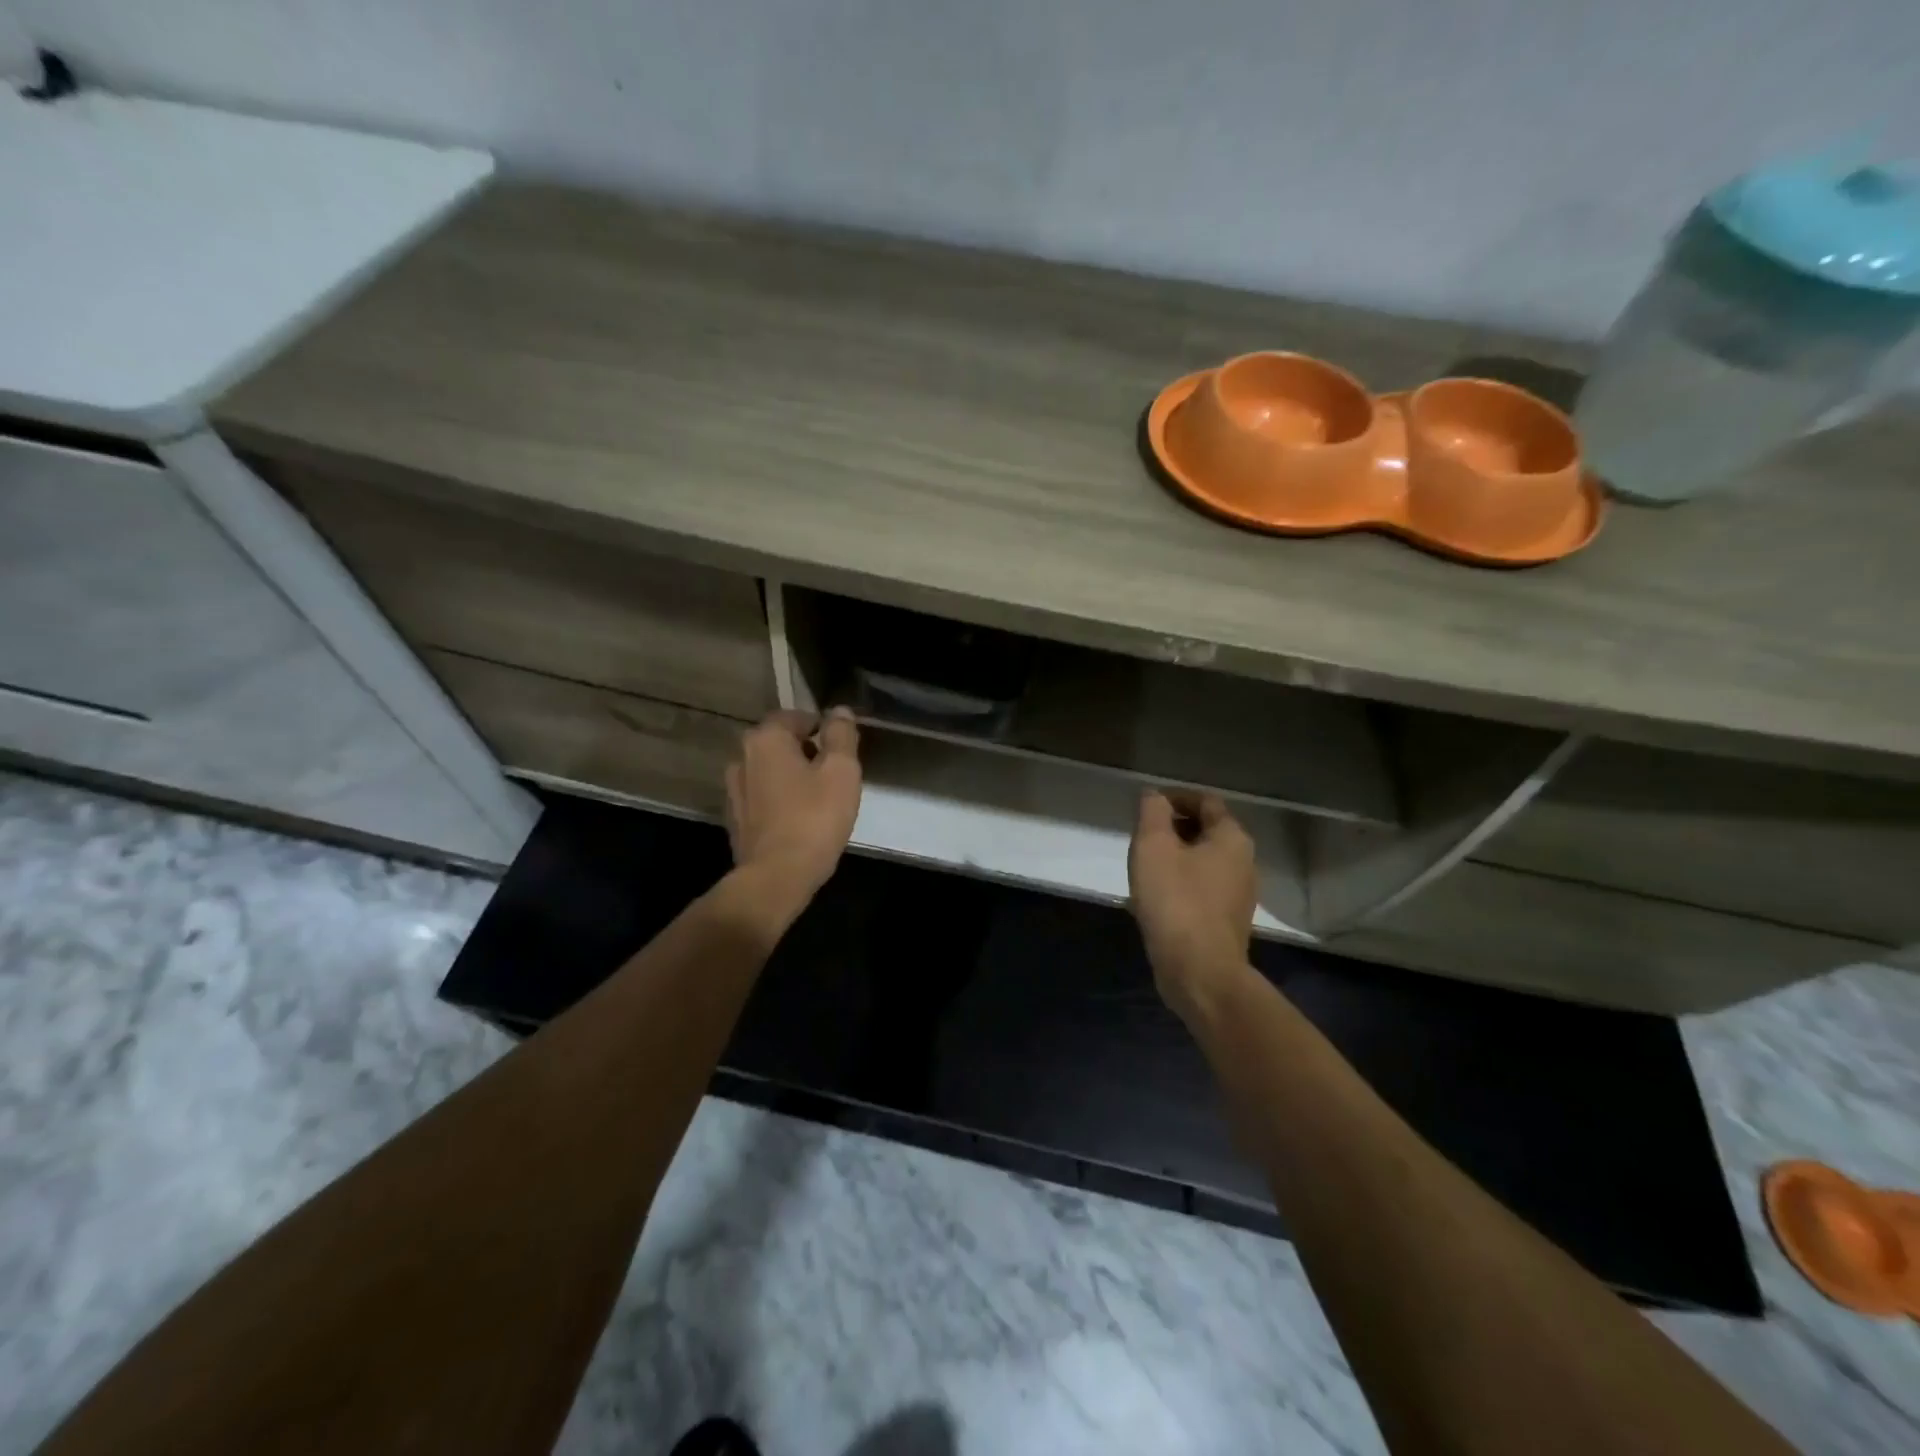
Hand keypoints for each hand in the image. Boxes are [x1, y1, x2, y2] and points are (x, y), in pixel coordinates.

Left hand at [725, 708, 862, 903]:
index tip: (842, 749)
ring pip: (770, 771)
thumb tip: (840, 712)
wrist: (776, 877)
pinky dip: (780, 799)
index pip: (796, 716)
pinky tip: (799, 818)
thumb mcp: (841, 771)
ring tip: (818, 797)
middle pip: (780, 743)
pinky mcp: (736, 818)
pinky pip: (763, 797)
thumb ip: (841, 735)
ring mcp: (734, 790)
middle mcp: (742, 757)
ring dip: (792, 776)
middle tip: (834, 773)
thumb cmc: (813, 818)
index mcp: (766, 739)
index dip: (822, 728)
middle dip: (806, 752)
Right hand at [1127, 790, 1256, 1014]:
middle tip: (1141, 837)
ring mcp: (1239, 894)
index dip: (1175, 797)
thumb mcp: (1154, 847)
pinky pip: (1203, 888)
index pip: (1206, 801)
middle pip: (1207, 830)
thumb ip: (1153, 812)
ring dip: (1176, 856)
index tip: (1146, 807)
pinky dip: (1181, 882)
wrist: (1200, 972)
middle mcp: (1244, 862)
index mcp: (1232, 838)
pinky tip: (1157, 897)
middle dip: (1174, 827)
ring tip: (1145, 866)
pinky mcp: (1227, 920)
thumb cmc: (1176, 901)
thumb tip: (1154, 795)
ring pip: (1204, 861)